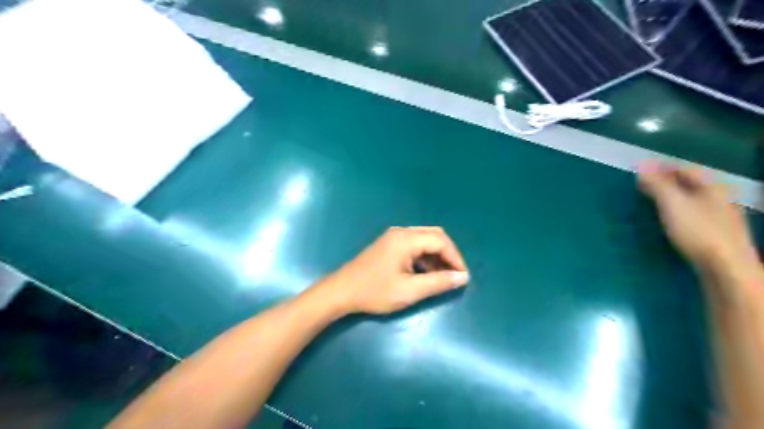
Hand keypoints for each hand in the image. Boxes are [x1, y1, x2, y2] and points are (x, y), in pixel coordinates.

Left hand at [313, 228, 468, 314]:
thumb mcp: (409, 291)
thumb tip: (462, 277)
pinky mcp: (388, 244)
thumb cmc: (374, 292)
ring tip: (442, 278)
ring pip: (424, 240)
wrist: (341, 291)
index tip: (462, 277)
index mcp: (406, 239)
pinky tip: (425, 274)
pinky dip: (425, 257)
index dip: (455, 258)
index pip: (441, 241)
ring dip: (436, 256)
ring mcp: (393, 237)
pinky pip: (414, 245)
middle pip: (434, 235)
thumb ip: (438, 282)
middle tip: (455, 275)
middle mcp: (401, 232)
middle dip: (448, 254)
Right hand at [641, 163, 756, 272]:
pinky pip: (695, 213)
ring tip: (653, 200)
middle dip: (667, 181)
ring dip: (673, 196)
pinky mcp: (718, 233)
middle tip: (645, 184)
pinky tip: (671, 219)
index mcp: (711, 186)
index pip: (685, 168)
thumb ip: (657, 184)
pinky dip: (679, 210)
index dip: (662, 166)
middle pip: (691, 183)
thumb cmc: (697, 231)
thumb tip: (642, 165)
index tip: (642, 169)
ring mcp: (722, 216)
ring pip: (694, 198)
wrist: (727, 268)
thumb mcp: (672, 204)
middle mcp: (720, 197)